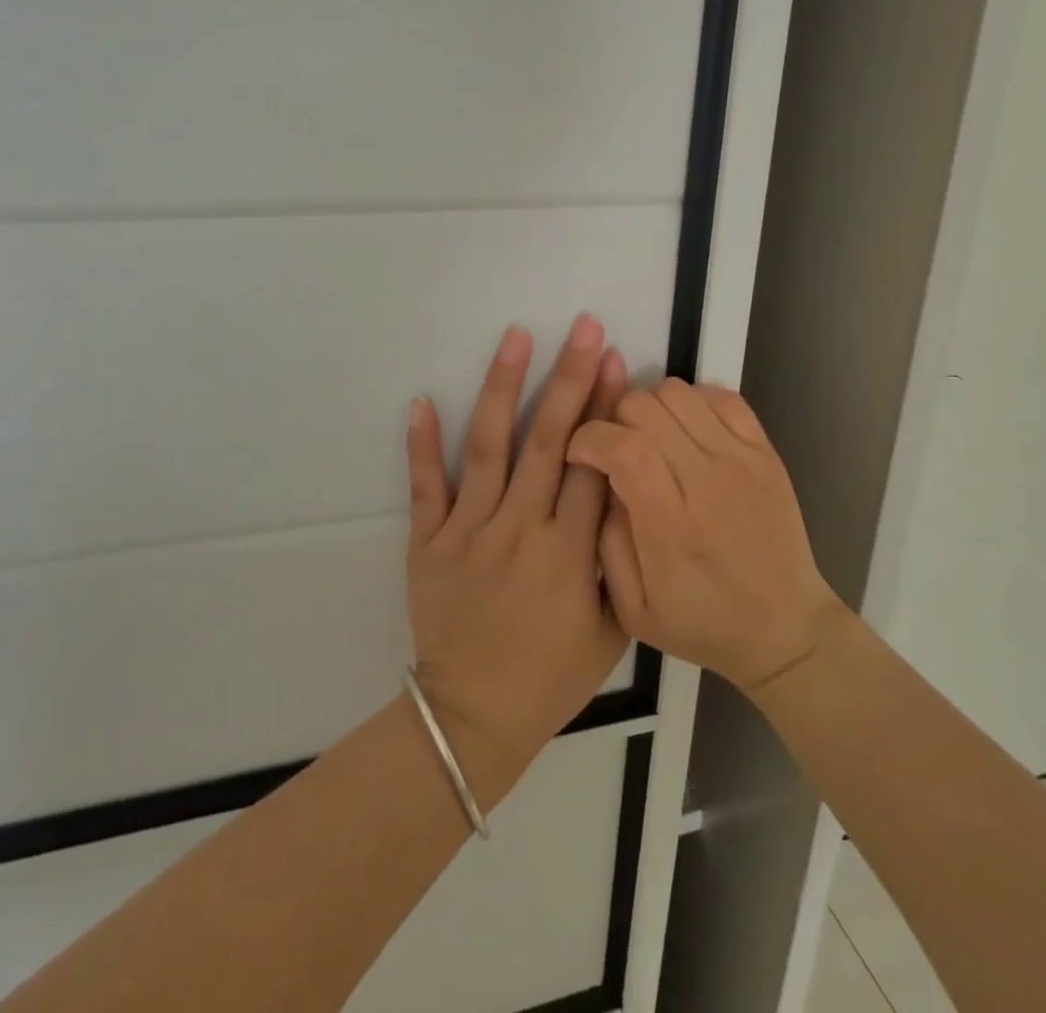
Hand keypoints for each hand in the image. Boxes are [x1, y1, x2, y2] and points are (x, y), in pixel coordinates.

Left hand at [404, 316, 629, 810]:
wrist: (473, 717)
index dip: (604, 408)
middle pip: (548, 441)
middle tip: (581, 327)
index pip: (592, 464)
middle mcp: (519, 530)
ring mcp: (468, 532)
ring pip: (489, 448)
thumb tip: (624, 493)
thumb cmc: (551, 676)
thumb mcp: (612, 629)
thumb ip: (619, 560)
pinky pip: (425, 486)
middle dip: (568, 379)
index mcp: (569, 553)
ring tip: (515, 337)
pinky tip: (421, 400)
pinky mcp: (428, 542)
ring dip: (502, 388)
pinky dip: (422, 444)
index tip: (613, 359)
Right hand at [566, 379, 844, 693]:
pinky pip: (721, 395)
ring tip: (650, 440)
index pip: (624, 449)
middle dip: (613, 420)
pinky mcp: (765, 451)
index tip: (579, 454)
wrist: (786, 629)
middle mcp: (708, 482)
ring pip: (678, 392)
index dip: (590, 438)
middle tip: (614, 450)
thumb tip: (599, 482)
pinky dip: (693, 401)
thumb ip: (605, 543)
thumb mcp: (633, 610)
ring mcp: (742, 460)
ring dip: (650, 408)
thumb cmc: (703, 624)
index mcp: (672, 527)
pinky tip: (686, 432)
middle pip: (645, 408)